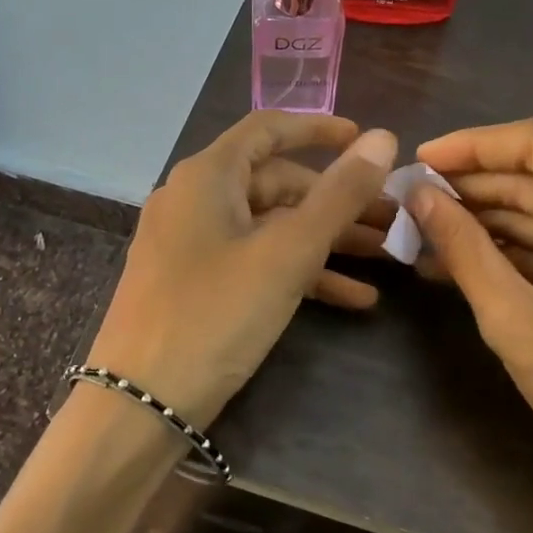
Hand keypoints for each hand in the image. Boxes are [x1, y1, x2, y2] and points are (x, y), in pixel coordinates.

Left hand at [88, 112, 397, 425]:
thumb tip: (384, 137)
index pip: (268, 128)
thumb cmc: (215, 314)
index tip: (368, 142)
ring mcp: (192, 244)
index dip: (320, 129)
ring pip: (271, 227)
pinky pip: (255, 263)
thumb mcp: (287, 253)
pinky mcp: (196, 284)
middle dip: (338, 201)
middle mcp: (195, 199)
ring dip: (327, 240)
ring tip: (385, 257)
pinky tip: (354, 299)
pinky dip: (300, 273)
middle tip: (392, 219)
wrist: (140, 404)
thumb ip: (339, 194)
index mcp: (208, 176)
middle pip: (277, 183)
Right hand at [409, 117, 532, 525]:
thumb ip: (463, 248)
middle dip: (478, 190)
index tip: (421, 162)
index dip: (474, 146)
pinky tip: (472, 263)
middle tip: (416, 203)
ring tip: (429, 236)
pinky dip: (527, 253)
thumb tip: (416, 195)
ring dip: (497, 224)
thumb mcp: (515, 320)